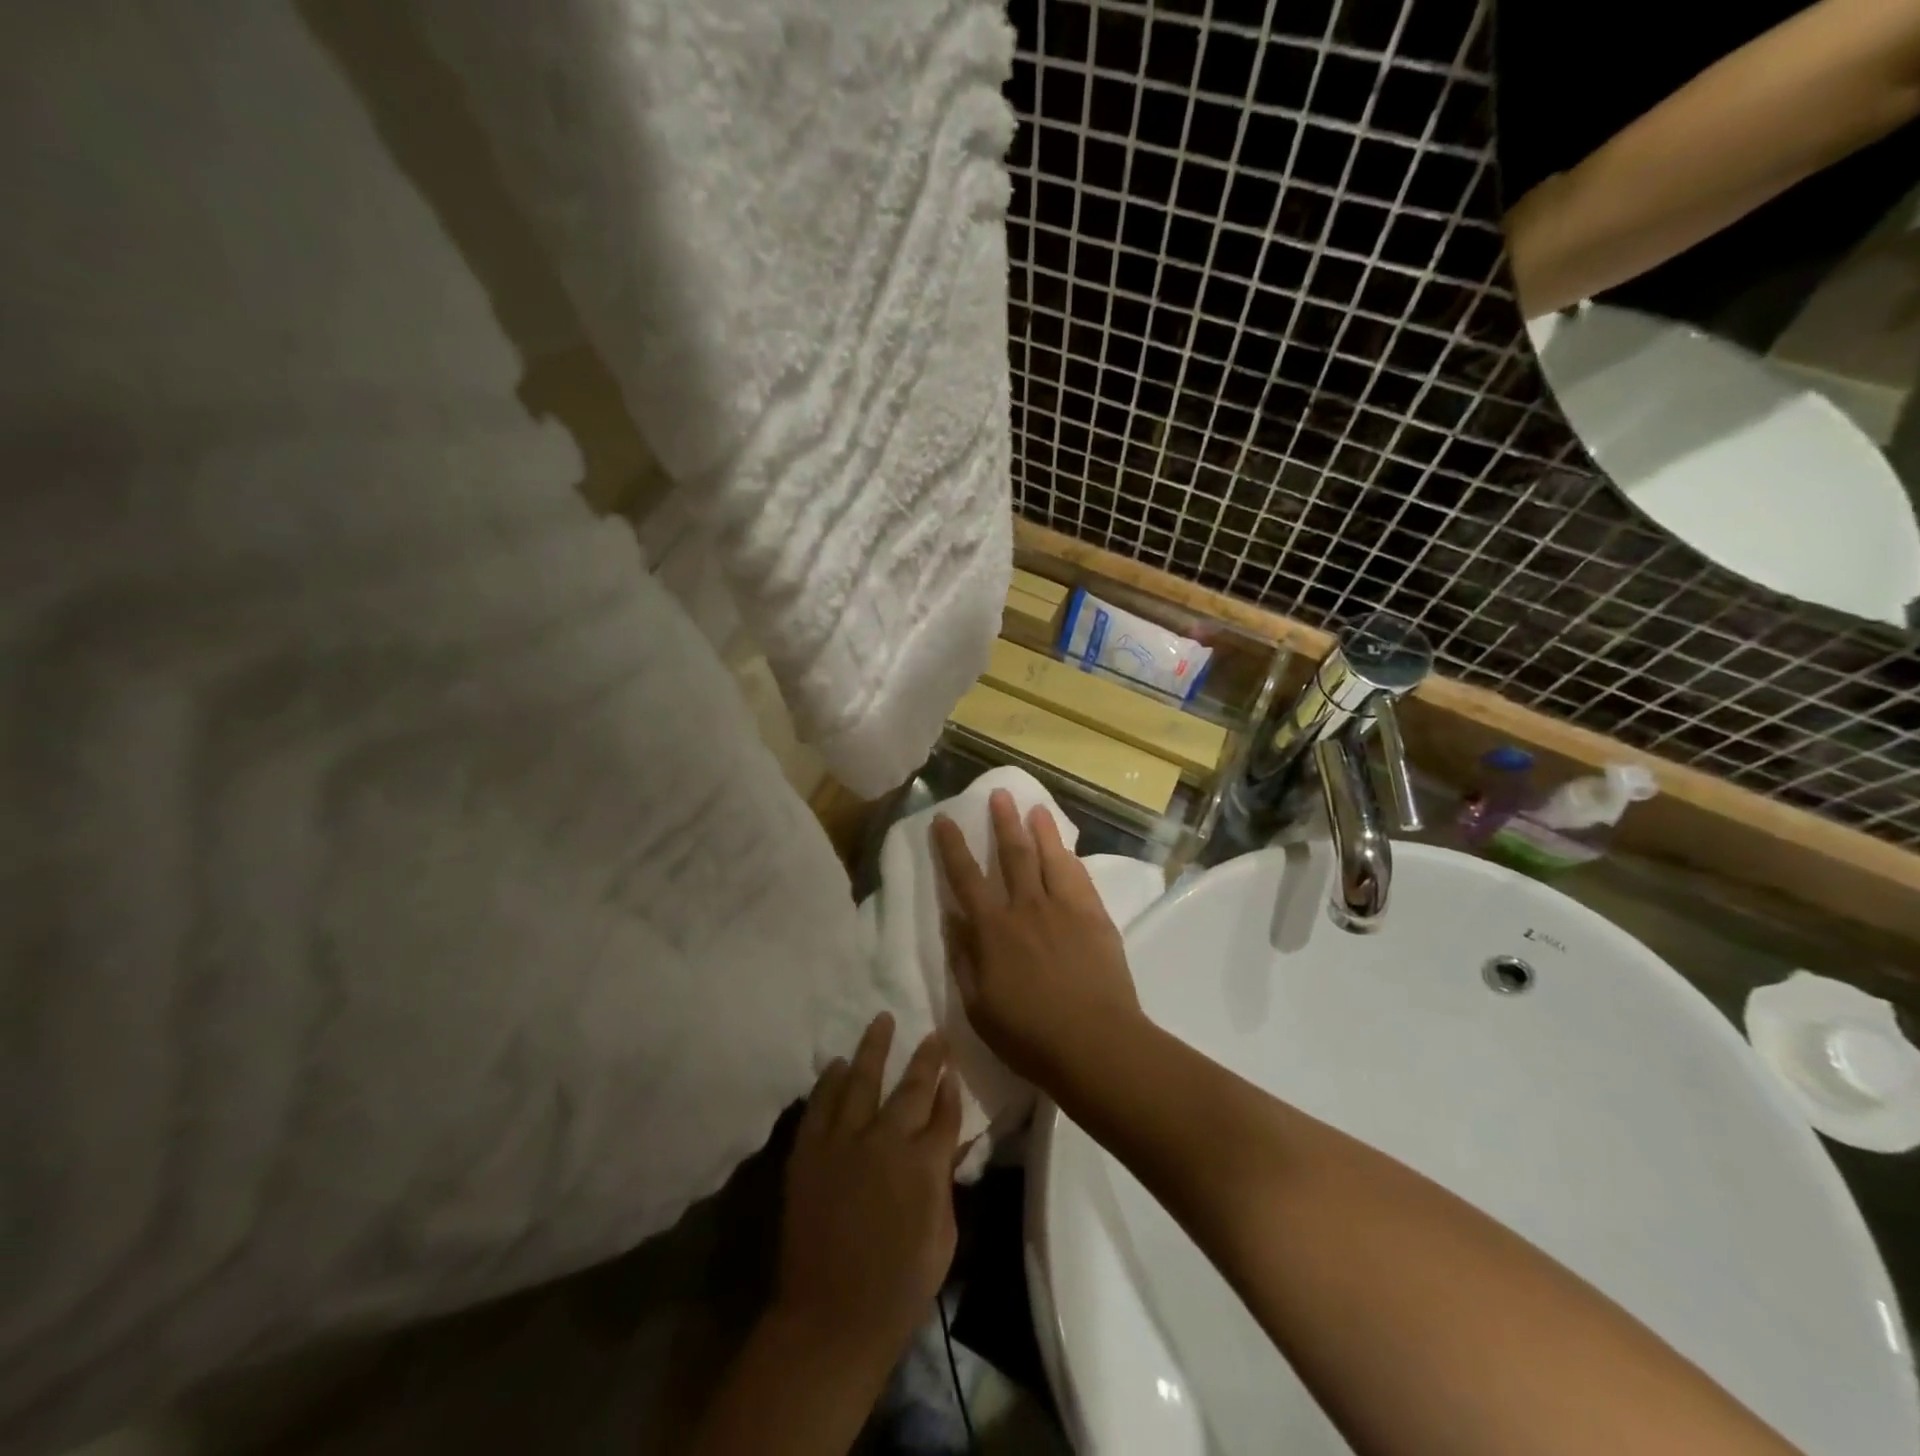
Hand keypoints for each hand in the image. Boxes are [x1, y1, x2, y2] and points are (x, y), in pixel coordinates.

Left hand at [775, 1013, 961, 1365]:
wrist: (830, 1319)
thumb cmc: (898, 1288)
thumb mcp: (942, 1239)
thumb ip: (945, 1182)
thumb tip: (950, 1142)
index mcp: (924, 1164)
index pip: (945, 1112)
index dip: (951, 1087)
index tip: (953, 1066)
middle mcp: (886, 1141)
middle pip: (911, 1087)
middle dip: (926, 1057)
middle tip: (933, 1033)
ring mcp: (844, 1142)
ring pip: (862, 1080)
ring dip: (874, 1048)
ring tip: (882, 1019)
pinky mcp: (810, 1151)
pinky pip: (820, 1104)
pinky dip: (830, 1080)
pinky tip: (837, 1063)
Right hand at [932, 789, 1144, 1092]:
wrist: (1096, 1043)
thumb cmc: (1029, 1035)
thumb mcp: (979, 1006)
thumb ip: (964, 959)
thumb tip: (952, 919)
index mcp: (993, 930)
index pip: (966, 878)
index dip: (952, 846)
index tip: (945, 819)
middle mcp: (1027, 907)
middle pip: (1012, 854)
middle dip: (1002, 822)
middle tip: (998, 794)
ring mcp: (1064, 908)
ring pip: (1049, 857)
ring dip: (1040, 829)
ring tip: (1034, 806)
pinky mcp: (1095, 916)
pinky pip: (1079, 877)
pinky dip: (1069, 857)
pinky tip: (1066, 848)